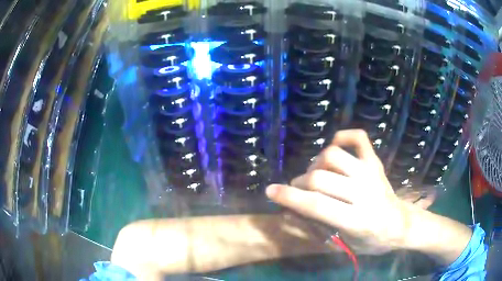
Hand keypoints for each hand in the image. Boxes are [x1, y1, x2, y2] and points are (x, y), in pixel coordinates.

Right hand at [266, 129, 409, 254]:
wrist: (400, 225)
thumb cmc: (371, 241)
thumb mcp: (342, 245)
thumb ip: (314, 230)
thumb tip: (288, 213)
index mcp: (357, 220)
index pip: (317, 205)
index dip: (289, 197)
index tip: (270, 192)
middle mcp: (365, 192)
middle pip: (320, 178)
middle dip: (300, 183)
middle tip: (299, 190)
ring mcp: (371, 172)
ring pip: (333, 155)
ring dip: (315, 164)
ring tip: (316, 175)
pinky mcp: (375, 161)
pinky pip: (358, 138)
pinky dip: (342, 137)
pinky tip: (334, 148)